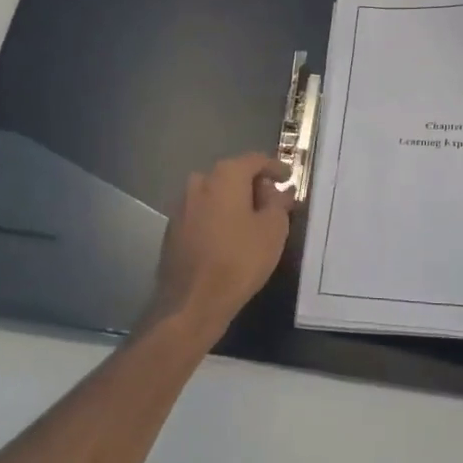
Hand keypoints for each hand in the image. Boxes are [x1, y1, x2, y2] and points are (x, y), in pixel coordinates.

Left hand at [143, 153, 293, 344]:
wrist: (191, 302)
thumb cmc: (239, 260)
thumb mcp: (272, 230)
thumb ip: (278, 203)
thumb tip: (279, 191)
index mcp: (225, 175)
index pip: (255, 160)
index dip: (275, 167)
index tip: (289, 177)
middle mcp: (200, 182)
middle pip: (234, 175)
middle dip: (255, 186)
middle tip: (274, 203)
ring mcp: (182, 204)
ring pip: (216, 194)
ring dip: (236, 202)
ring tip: (254, 222)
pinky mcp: (173, 227)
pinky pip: (203, 212)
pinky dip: (219, 217)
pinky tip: (231, 236)